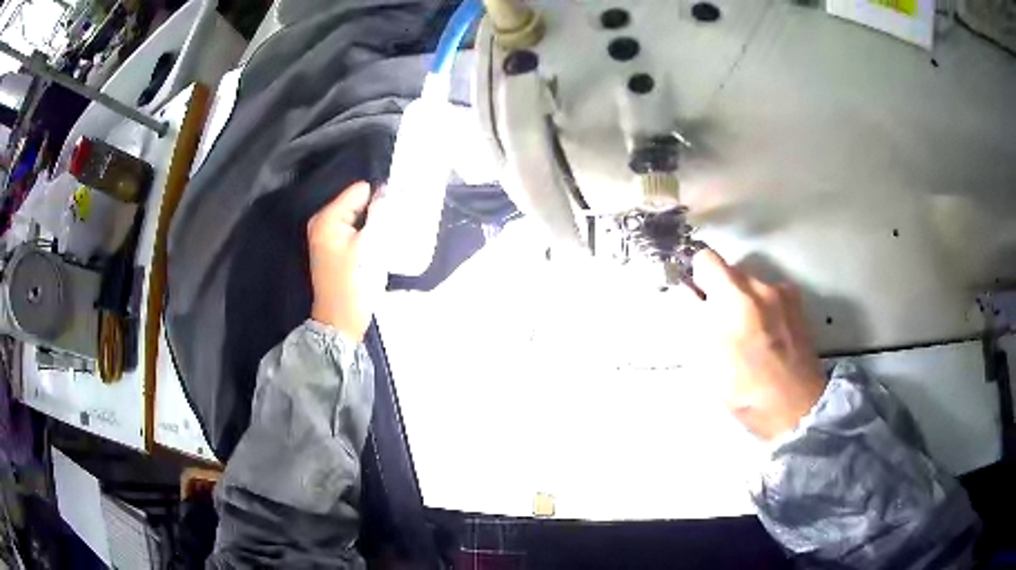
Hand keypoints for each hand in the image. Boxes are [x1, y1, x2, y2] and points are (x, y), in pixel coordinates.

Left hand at [307, 182, 385, 340]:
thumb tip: (386, 190)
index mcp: (326, 218)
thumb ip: (378, 213)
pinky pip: (354, 230)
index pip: (359, 191)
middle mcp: (322, 222)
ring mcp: (326, 236)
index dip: (378, 199)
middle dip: (375, 211)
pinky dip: (366, 235)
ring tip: (383, 240)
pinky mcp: (333, 248)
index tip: (392, 214)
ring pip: (357, 217)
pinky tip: (374, 248)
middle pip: (357, 202)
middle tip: (389, 229)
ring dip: (372, 224)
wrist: (341, 321)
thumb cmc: (355, 283)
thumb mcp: (371, 245)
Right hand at [679, 249, 826, 440]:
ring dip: (743, 302)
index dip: (697, 277)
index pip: (706, 259)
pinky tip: (768, 338)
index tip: (698, 299)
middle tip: (720, 327)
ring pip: (752, 286)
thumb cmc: (744, 390)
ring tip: (748, 338)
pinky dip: (764, 309)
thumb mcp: (705, 361)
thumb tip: (687, 295)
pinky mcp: (798, 306)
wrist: (794, 407)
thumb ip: (692, 320)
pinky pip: (772, 297)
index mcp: (734, 297)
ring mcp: (783, 294)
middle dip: (721, 294)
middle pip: (731, 272)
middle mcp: (761, 286)